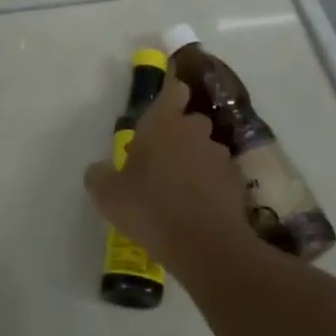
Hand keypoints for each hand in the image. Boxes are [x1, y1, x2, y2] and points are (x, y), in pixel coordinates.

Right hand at [84, 75, 251, 274]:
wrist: (206, 246)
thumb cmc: (151, 208)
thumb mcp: (108, 195)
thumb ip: (99, 175)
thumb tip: (98, 169)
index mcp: (163, 123)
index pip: (173, 89)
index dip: (171, 90)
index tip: (166, 98)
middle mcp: (194, 131)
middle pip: (191, 120)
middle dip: (180, 134)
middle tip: (162, 158)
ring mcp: (220, 157)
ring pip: (207, 149)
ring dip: (196, 161)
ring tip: (182, 189)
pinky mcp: (237, 184)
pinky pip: (220, 177)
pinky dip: (212, 186)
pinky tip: (199, 210)